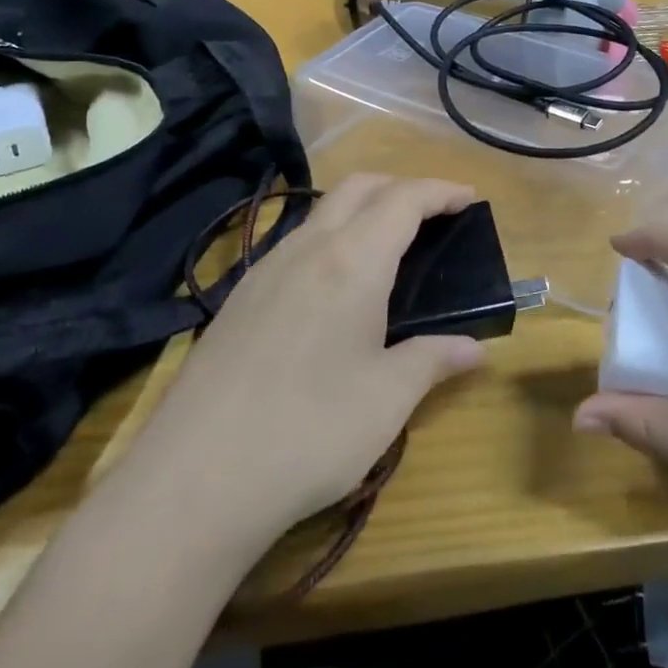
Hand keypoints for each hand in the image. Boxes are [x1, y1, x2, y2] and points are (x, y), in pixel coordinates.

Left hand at [132, 176, 486, 545]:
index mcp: (353, 260)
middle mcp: (308, 247)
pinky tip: (333, 286)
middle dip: (401, 187)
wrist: (193, 481)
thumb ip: (433, 360)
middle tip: (433, 215)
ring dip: (362, 209)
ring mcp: (266, 268)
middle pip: (359, 187)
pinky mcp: (239, 296)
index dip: (440, 191)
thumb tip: (474, 349)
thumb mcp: (387, 399)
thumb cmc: (309, 433)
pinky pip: (296, 241)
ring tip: (388, 248)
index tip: (469, 198)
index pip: (404, 199)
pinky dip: (330, 237)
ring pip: (322, 211)